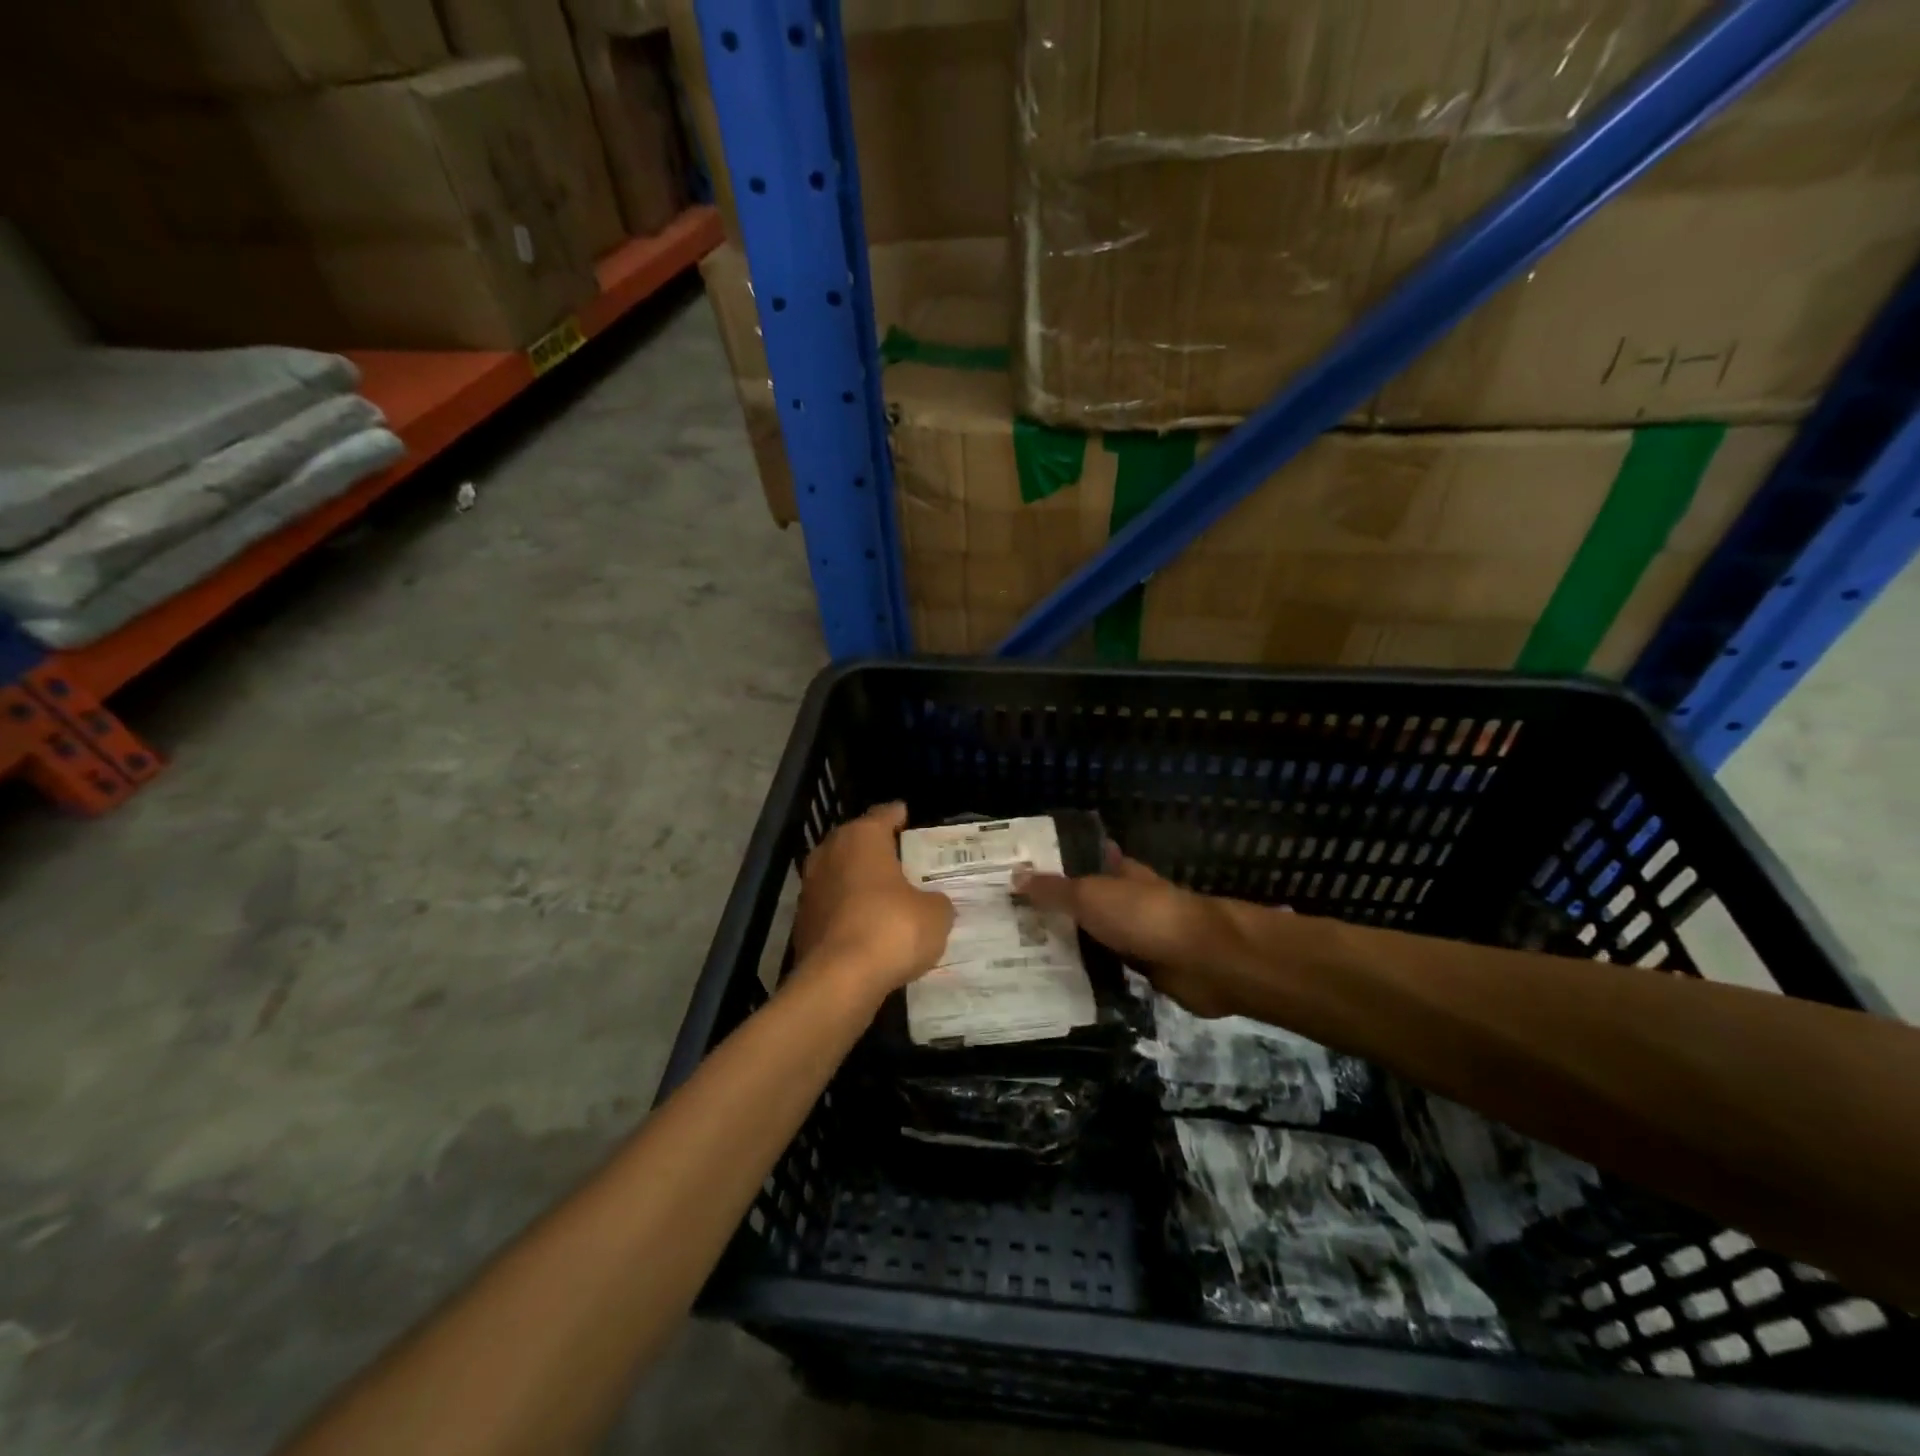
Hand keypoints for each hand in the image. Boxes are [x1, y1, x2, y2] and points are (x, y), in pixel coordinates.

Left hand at [792, 802, 954, 1002]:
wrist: (838, 981)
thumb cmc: (891, 929)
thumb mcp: (935, 914)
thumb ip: (936, 902)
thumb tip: (932, 904)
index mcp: (862, 837)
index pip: (883, 814)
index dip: (898, 816)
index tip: (908, 817)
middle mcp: (830, 853)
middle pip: (856, 842)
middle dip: (876, 850)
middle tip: (902, 859)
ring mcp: (810, 888)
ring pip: (840, 874)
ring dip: (859, 882)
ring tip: (885, 895)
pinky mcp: (802, 922)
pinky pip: (832, 907)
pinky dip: (847, 912)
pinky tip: (867, 927)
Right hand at [1013, 846, 1244, 1017]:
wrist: (1200, 960)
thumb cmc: (1143, 915)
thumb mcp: (1090, 896)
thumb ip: (1053, 890)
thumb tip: (1015, 876)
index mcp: (1119, 871)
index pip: (1082, 861)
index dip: (1054, 867)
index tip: (1018, 876)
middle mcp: (1127, 899)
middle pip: (1085, 901)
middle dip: (1055, 909)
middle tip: (1009, 921)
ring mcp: (1137, 935)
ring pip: (1094, 936)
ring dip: (1069, 943)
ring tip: (1021, 953)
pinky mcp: (1143, 968)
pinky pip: (1106, 968)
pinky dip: (1086, 972)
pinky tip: (1056, 981)